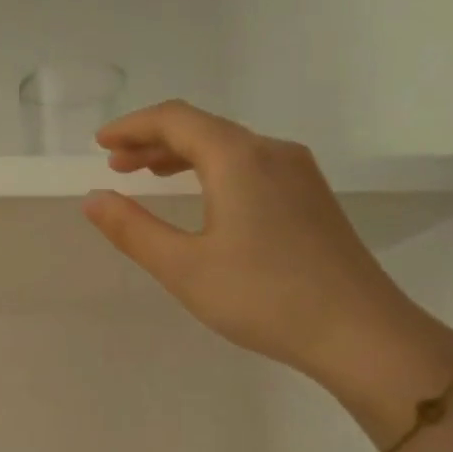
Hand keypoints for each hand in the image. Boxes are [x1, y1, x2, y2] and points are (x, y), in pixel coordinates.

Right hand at [82, 101, 431, 385]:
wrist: (359, 331)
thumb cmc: (263, 297)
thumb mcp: (184, 267)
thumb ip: (133, 230)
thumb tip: (93, 198)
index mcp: (238, 158)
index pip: (176, 120)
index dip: (132, 126)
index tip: (100, 143)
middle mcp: (272, 152)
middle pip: (204, 128)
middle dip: (154, 141)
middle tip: (117, 164)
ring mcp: (299, 174)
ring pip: (230, 147)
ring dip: (183, 156)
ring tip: (149, 176)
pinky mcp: (311, 199)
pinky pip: (251, 166)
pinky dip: (213, 171)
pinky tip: (204, 198)